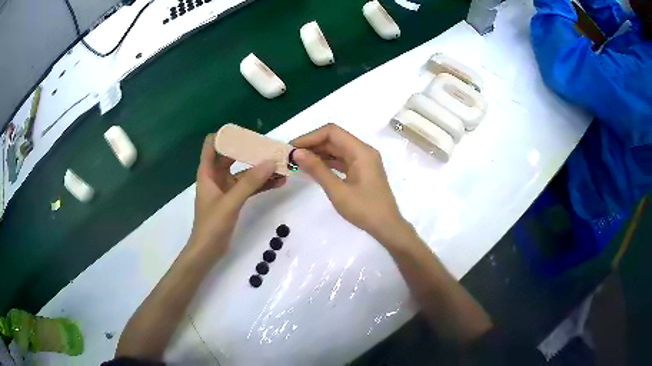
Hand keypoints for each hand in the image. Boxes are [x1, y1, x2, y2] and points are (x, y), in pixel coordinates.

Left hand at [189, 134, 285, 260]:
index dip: (225, 136)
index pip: (212, 144)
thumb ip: (250, 182)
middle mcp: (216, 177)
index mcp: (207, 173)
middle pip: (232, 156)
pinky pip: (248, 187)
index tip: (245, 134)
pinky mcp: (233, 200)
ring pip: (243, 173)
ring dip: (260, 170)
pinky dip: (261, 184)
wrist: (207, 251)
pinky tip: (278, 182)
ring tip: (281, 166)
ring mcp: (225, 189)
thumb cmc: (212, 225)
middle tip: (270, 148)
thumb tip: (270, 162)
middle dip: (250, 151)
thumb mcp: (230, 202)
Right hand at [291, 124, 409, 242]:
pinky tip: (312, 168)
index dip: (310, 137)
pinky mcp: (361, 170)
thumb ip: (317, 169)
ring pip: (337, 149)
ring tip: (298, 162)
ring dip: (318, 153)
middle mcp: (363, 151)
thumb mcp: (337, 190)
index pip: (332, 132)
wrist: (386, 226)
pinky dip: (327, 162)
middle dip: (312, 144)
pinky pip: (341, 159)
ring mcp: (363, 161)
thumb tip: (297, 153)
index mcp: (361, 151)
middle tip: (291, 155)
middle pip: (334, 139)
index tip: (292, 147)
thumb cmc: (364, 209)